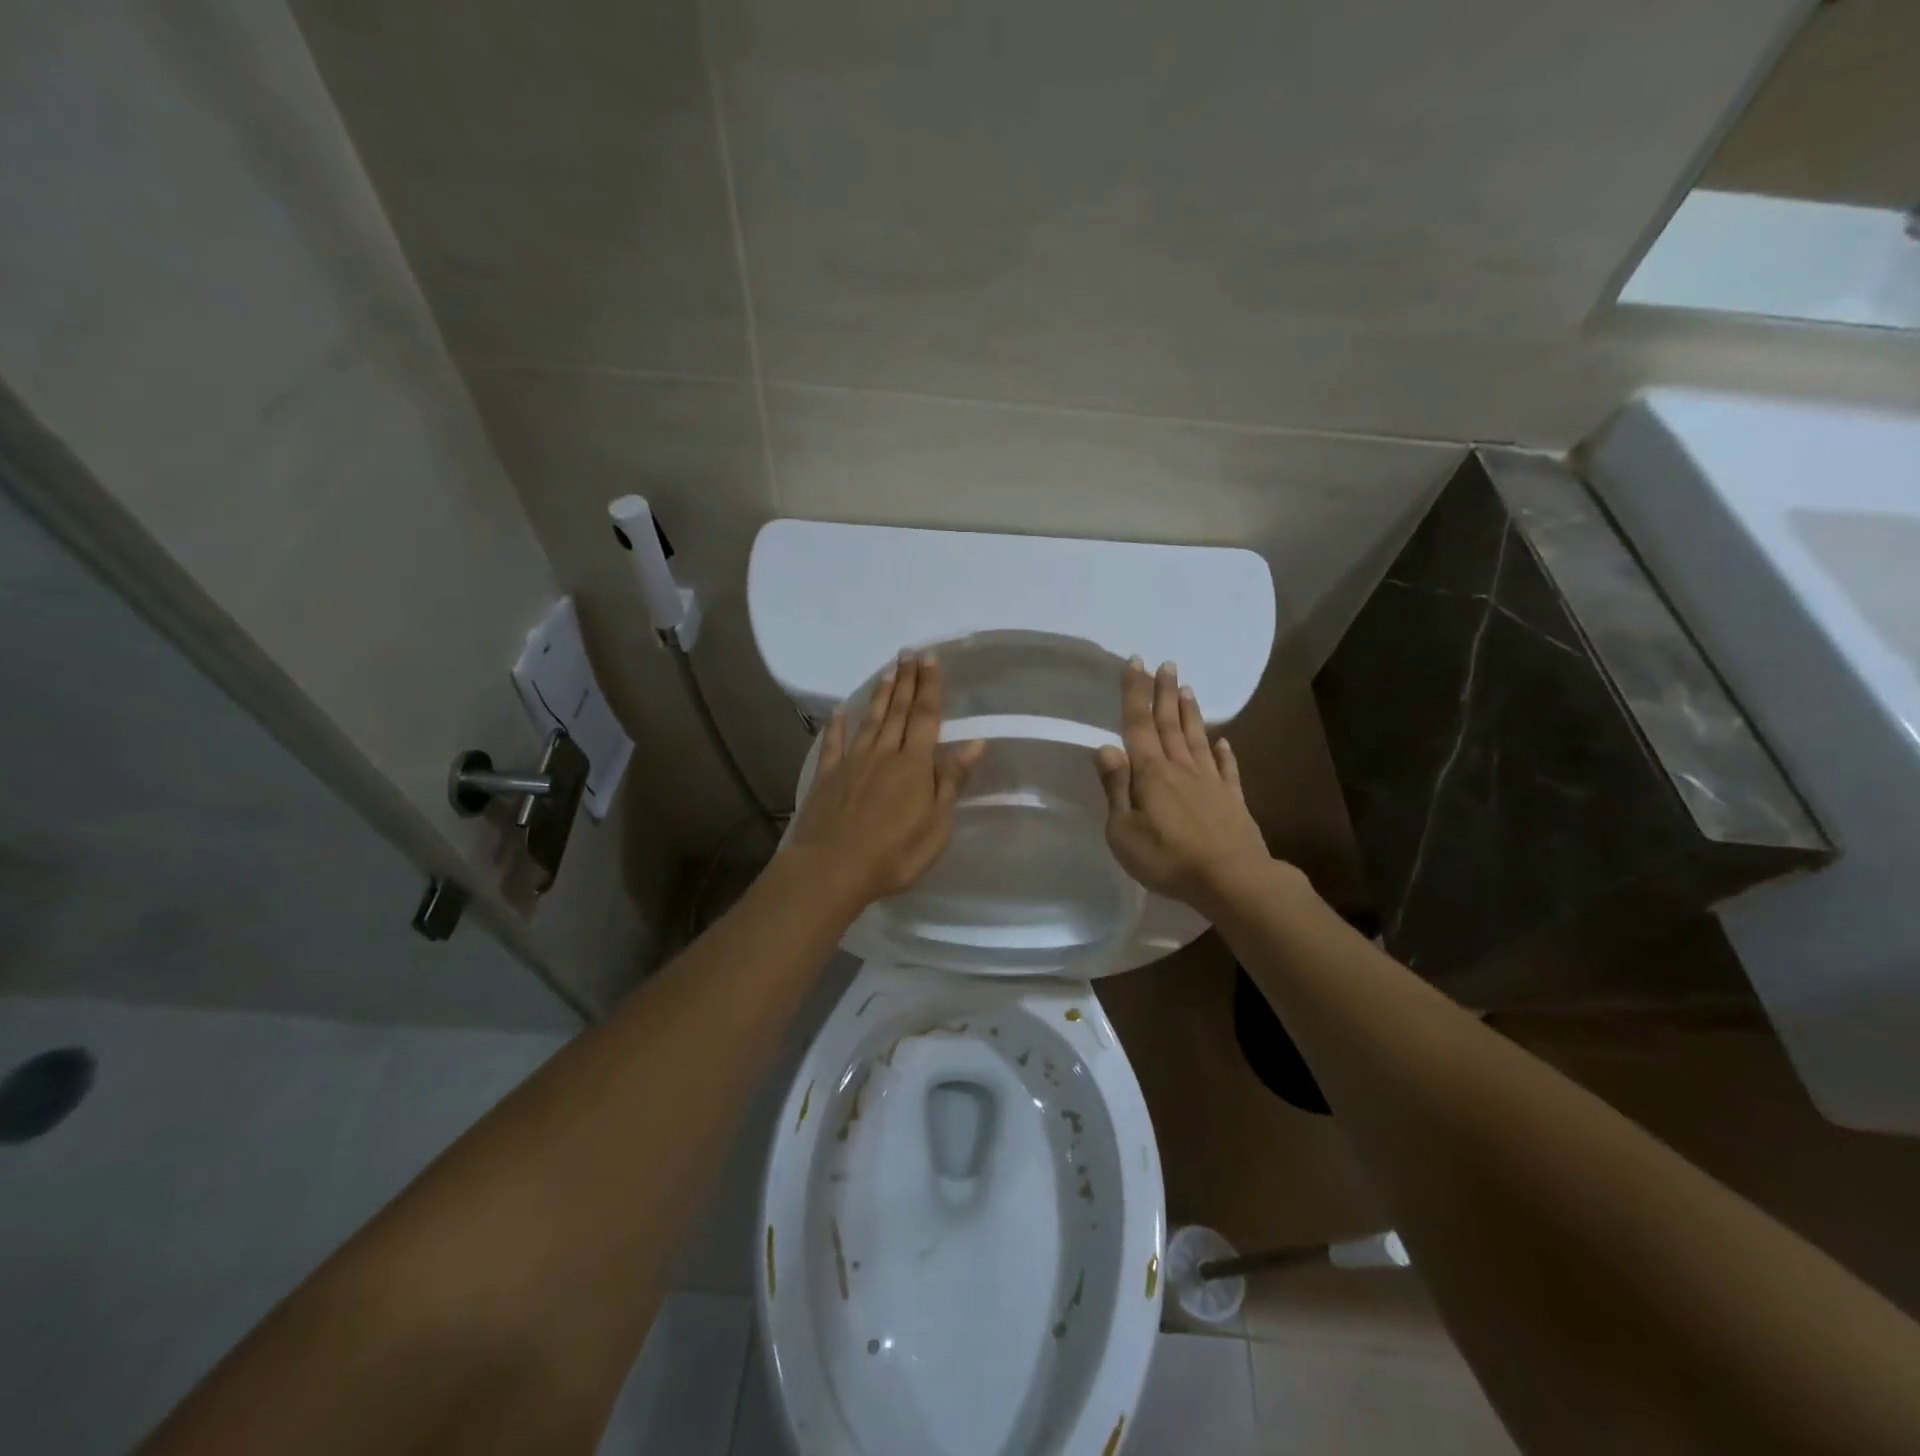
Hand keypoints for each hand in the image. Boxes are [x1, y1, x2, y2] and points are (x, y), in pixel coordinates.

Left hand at [784, 651, 985, 906]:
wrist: (832, 868)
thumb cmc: (894, 853)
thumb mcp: (936, 823)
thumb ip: (951, 779)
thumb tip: (975, 742)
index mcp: (914, 764)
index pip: (926, 717)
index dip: (930, 687)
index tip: (931, 659)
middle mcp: (884, 753)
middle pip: (898, 711)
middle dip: (906, 681)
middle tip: (909, 654)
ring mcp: (852, 762)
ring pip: (869, 720)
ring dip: (880, 695)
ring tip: (888, 672)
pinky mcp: (827, 777)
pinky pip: (833, 743)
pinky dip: (837, 725)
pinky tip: (838, 710)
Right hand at [1095, 659, 1274, 918]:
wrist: (1232, 879)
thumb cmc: (1167, 858)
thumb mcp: (1123, 830)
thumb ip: (1116, 788)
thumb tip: (1106, 748)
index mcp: (1151, 773)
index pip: (1138, 724)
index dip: (1135, 692)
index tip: (1135, 662)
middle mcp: (1181, 768)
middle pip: (1169, 723)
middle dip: (1164, 692)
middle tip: (1166, 664)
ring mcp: (1210, 782)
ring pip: (1197, 738)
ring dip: (1190, 713)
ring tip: (1187, 688)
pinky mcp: (1232, 799)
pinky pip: (1226, 768)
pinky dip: (1224, 752)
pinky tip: (1223, 741)